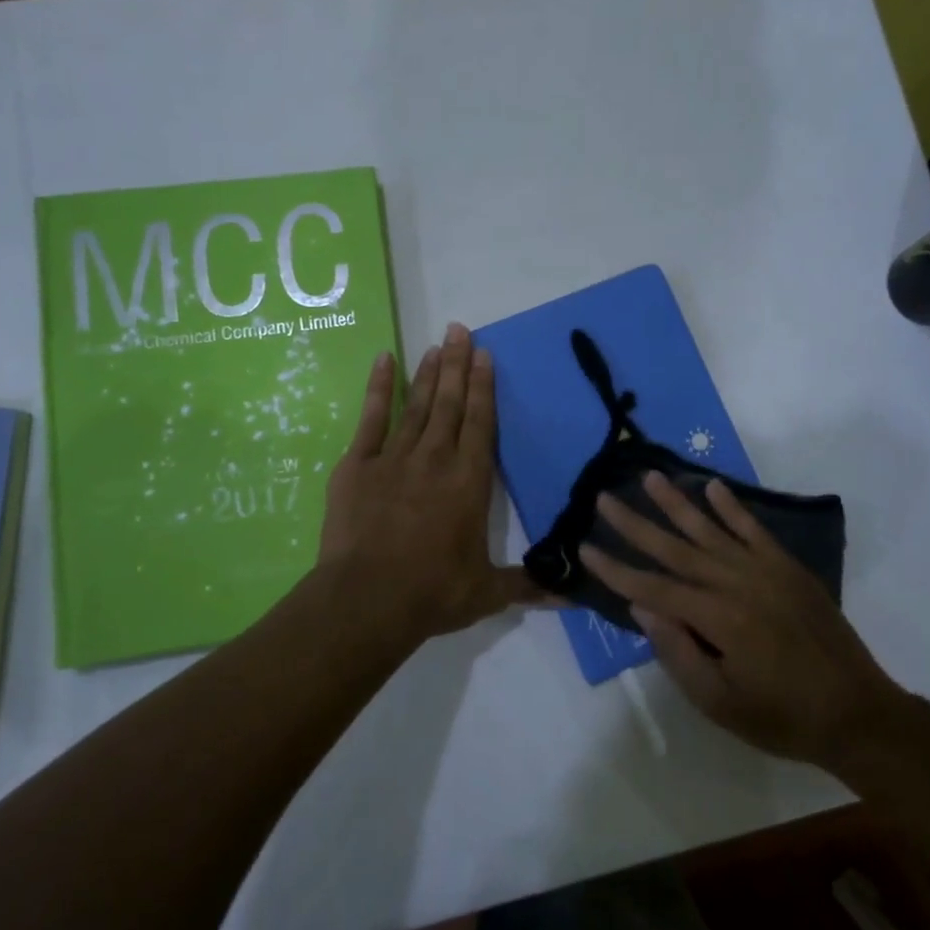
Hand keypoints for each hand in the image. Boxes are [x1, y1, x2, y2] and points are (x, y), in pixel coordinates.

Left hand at [318, 323, 541, 646]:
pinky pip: (371, 418)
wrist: (367, 599)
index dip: (484, 387)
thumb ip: (526, 585)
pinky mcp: (357, 465)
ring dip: (427, 373)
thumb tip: (572, 595)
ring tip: (435, 344)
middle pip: (450, 403)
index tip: (485, 355)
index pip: (481, 423)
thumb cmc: (432, 593)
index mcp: (469, 482)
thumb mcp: (486, 592)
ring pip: (417, 405)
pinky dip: (378, 388)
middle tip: (460, 330)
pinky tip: (383, 360)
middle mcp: (435, 459)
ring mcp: (394, 458)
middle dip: (457, 365)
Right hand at [581, 472, 903, 770]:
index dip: (616, 569)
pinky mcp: (789, 568)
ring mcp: (766, 570)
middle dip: (636, 523)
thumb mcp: (720, 703)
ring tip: (650, 477)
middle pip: (676, 548)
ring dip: (677, 502)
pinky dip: (732, 507)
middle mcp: (737, 583)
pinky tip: (713, 487)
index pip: (654, 587)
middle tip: (605, 498)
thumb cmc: (782, 717)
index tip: (585, 548)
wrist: (858, 713)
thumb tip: (641, 605)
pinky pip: (754, 529)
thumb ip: (677, 652)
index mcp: (718, 618)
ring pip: (711, 529)